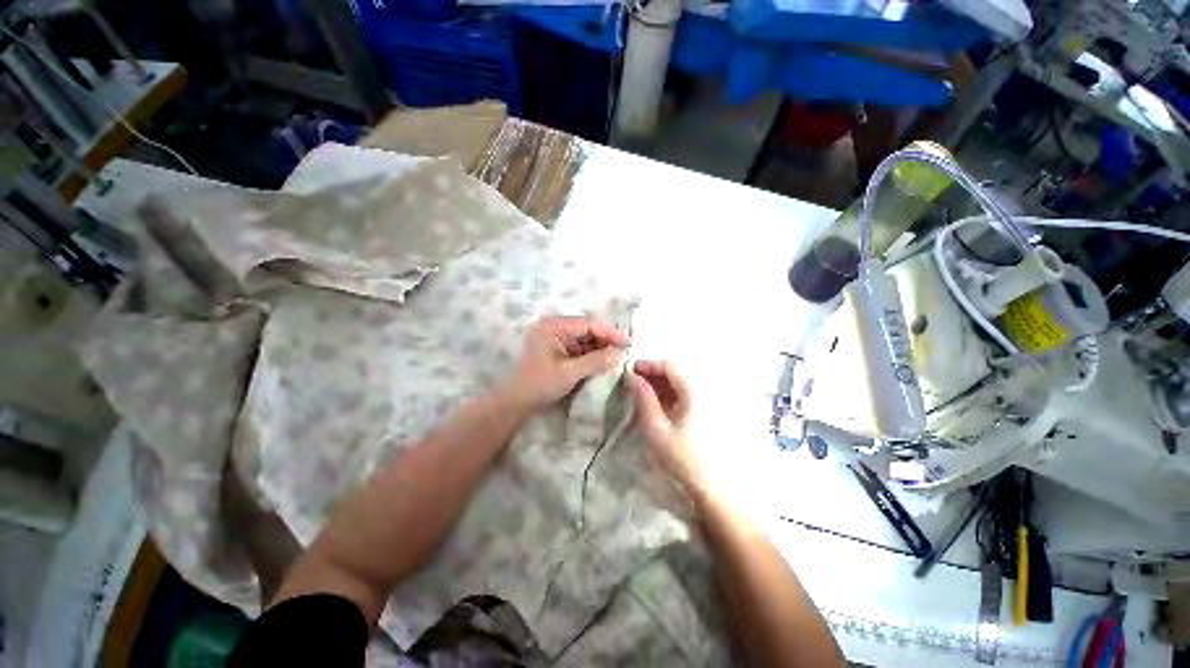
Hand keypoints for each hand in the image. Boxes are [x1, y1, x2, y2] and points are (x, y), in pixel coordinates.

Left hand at [500, 316, 628, 411]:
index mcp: (553, 326)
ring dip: (599, 348)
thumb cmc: (540, 384)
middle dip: (605, 340)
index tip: (628, 342)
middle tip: (624, 351)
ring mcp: (553, 339)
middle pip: (586, 330)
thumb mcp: (570, 372)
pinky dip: (590, 355)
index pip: (587, 324)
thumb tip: (619, 353)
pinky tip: (602, 361)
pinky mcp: (554, 350)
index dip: (609, 333)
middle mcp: (553, 327)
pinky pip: (577, 348)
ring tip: (617, 357)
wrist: (515, 403)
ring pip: (583, 339)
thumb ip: (596, 360)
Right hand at [628, 360, 706, 493]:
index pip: (670, 366)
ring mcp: (707, 401)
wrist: (712, 486)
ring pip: (681, 383)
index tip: (630, 371)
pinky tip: (657, 403)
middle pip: (676, 372)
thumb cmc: (682, 457)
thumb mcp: (656, 428)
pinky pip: (686, 394)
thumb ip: (644, 399)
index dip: (649, 365)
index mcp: (694, 392)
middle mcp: (704, 390)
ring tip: (642, 393)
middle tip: (633, 382)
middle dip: (653, 374)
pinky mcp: (707, 411)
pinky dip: (670, 394)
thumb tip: (633, 377)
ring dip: (661, 384)